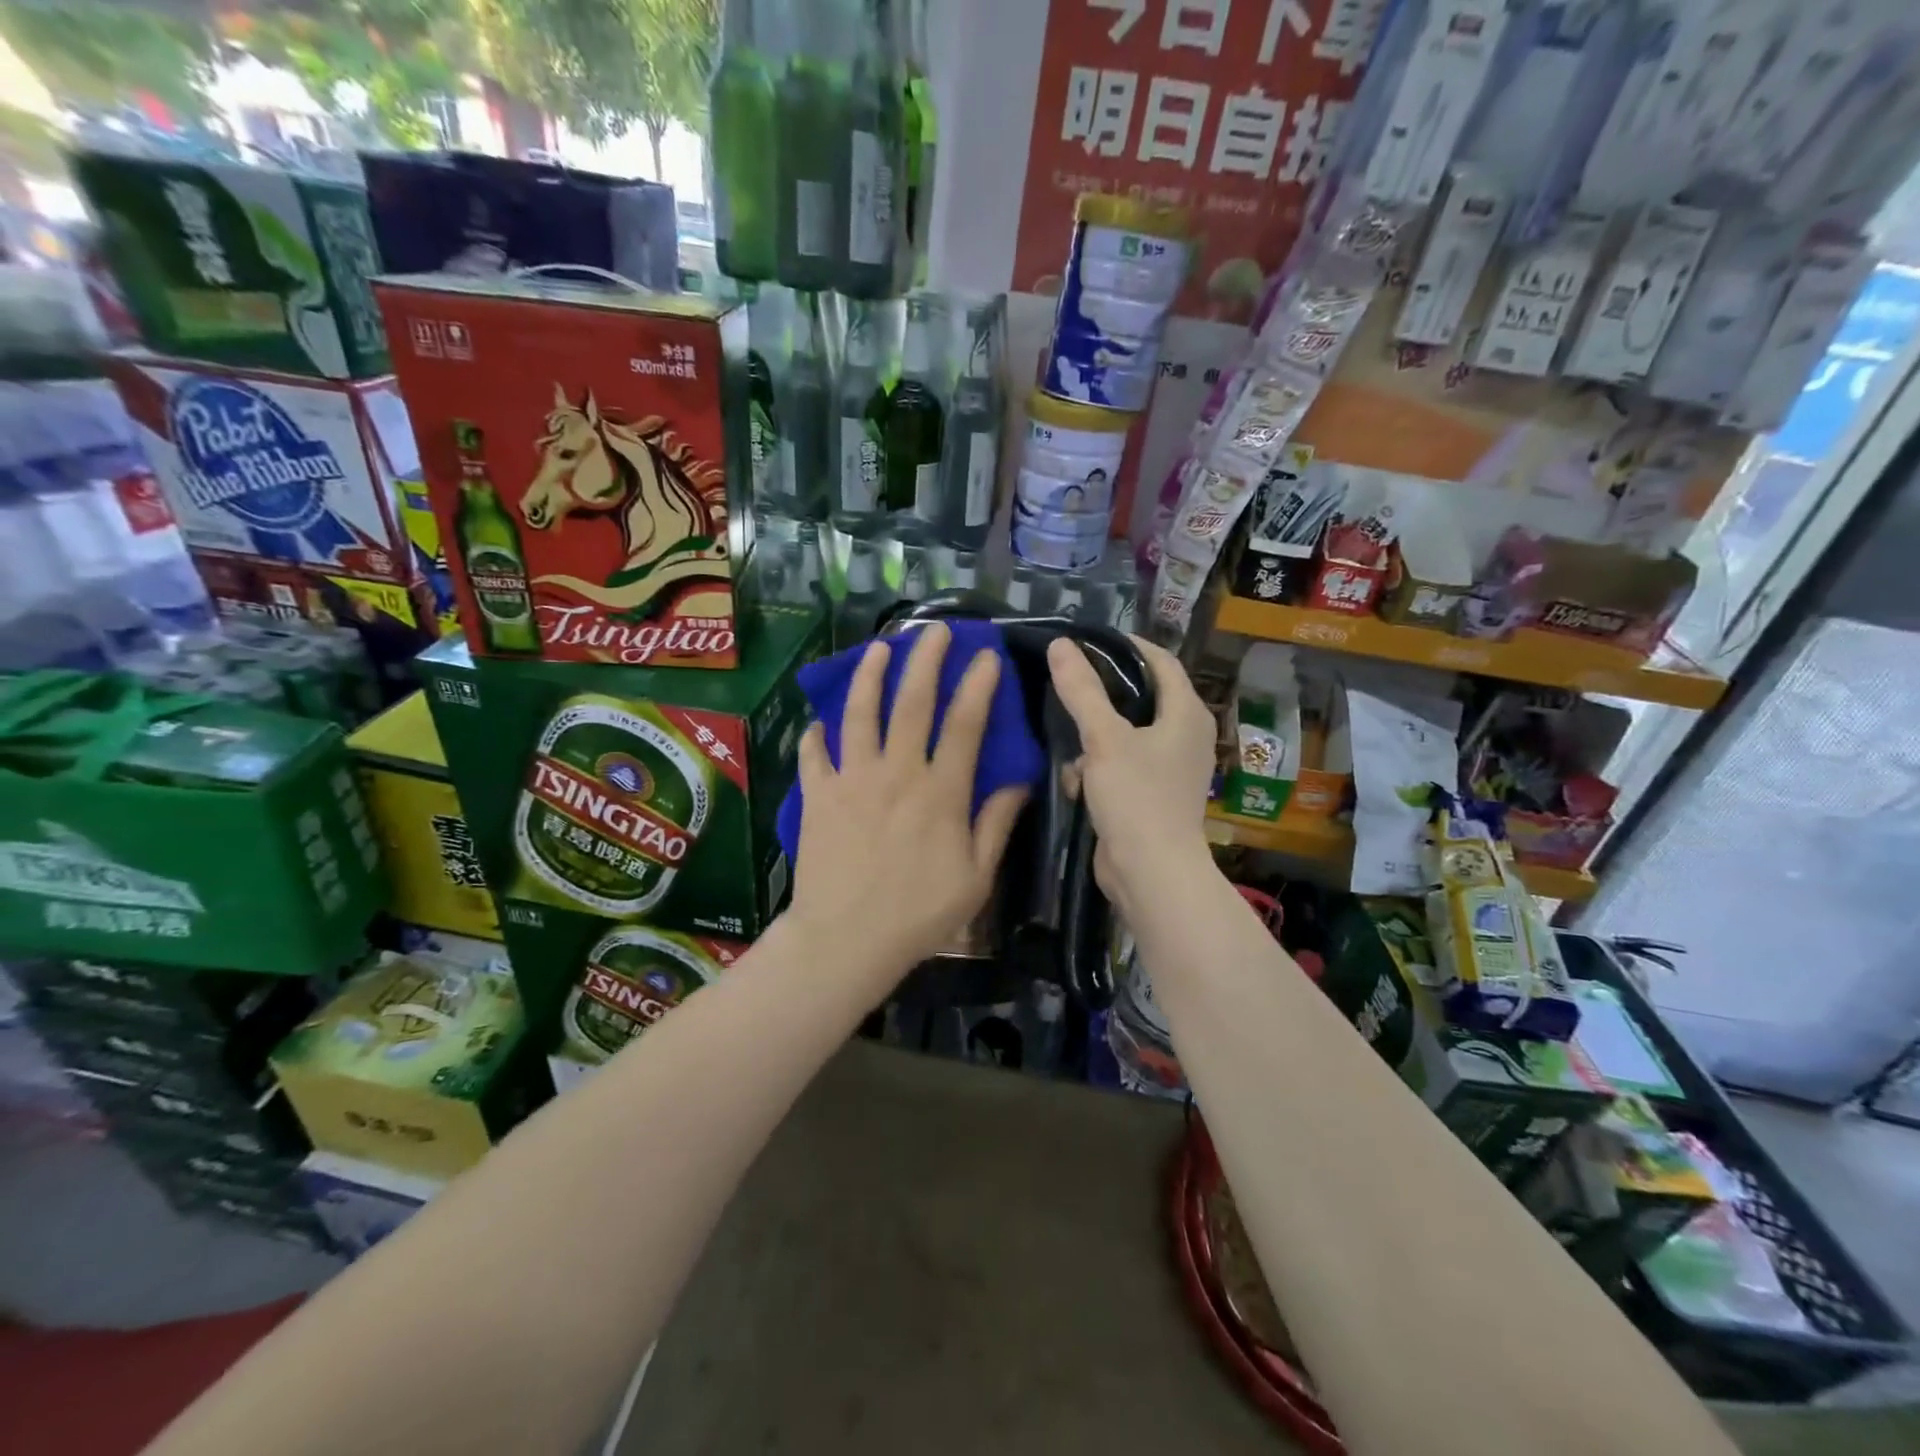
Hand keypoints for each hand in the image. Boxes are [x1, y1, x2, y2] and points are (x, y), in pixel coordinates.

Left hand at [787, 623, 1027, 987]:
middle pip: (912, 704)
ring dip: (870, 677)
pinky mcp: (818, 796)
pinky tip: (820, 721)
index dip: (977, 686)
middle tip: (935, 631)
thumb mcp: (975, 877)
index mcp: (940, 793)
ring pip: (860, 715)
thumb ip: (995, 825)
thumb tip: (1017, 782)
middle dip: (926, 661)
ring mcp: (852, 780)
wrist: (846, 940)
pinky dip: (816, 734)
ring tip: (878, 648)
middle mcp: (897, 773)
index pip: (964, 725)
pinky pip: (814, 754)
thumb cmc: (919, 915)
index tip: (985, 656)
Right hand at [1047, 635, 1215, 917]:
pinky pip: (1121, 767)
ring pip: (1125, 735)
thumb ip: (1082, 690)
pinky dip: (1099, 769)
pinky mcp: (1152, 796)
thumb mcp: (1104, 738)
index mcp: (1186, 714)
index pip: (1161, 661)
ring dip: (1094, 739)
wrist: (1151, 873)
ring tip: (1067, 738)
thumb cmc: (1136, 797)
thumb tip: (1061, 644)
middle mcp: (1185, 736)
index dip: (1128, 645)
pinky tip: (1076, 782)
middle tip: (1067, 682)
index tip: (1090, 640)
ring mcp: (1170, 769)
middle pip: (1141, 698)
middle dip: (1103, 695)